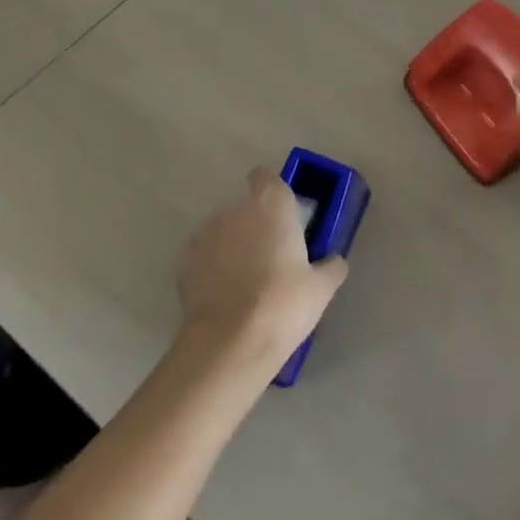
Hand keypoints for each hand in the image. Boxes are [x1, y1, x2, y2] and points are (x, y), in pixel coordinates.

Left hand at [177, 168, 347, 374]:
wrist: (230, 342)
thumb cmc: (284, 303)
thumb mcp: (321, 288)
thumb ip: (330, 266)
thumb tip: (335, 261)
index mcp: (271, 204)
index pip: (266, 177)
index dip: (273, 192)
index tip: (283, 216)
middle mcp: (234, 209)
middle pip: (245, 207)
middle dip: (255, 225)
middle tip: (272, 257)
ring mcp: (204, 234)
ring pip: (222, 231)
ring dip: (232, 246)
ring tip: (246, 282)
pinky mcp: (184, 262)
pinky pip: (204, 257)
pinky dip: (212, 268)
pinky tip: (224, 296)